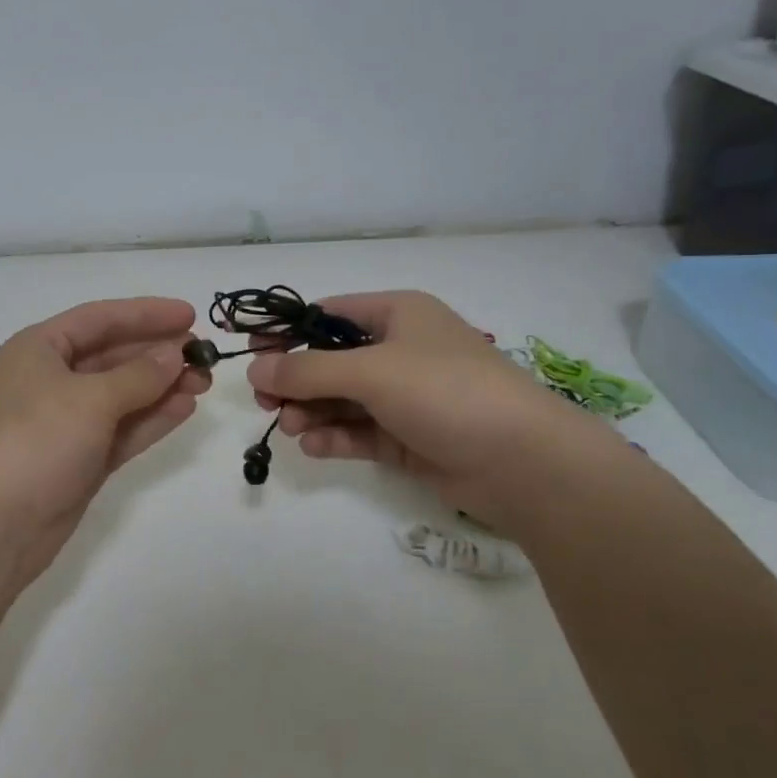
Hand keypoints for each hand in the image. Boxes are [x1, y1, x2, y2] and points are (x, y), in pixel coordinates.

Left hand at [0, 297, 208, 587]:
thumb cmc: (36, 441)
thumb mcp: (91, 399)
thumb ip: (139, 375)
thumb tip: (174, 354)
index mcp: (39, 349)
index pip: (100, 319)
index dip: (146, 314)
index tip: (191, 314)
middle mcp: (51, 379)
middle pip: (113, 355)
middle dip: (158, 353)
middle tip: (205, 354)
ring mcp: (66, 422)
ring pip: (122, 394)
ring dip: (161, 386)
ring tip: (204, 382)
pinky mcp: (80, 458)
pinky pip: (122, 428)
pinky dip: (151, 418)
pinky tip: (185, 408)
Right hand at [247, 291, 631, 532]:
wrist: (524, 462)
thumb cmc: (447, 391)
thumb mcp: (372, 371)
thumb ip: (308, 370)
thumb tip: (253, 367)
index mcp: (397, 315)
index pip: (328, 315)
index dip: (288, 333)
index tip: (252, 355)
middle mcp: (399, 351)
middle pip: (330, 360)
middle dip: (297, 380)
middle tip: (264, 402)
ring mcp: (404, 397)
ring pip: (341, 399)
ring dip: (312, 411)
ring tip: (292, 428)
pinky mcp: (408, 437)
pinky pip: (359, 432)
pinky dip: (335, 437)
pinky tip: (315, 447)